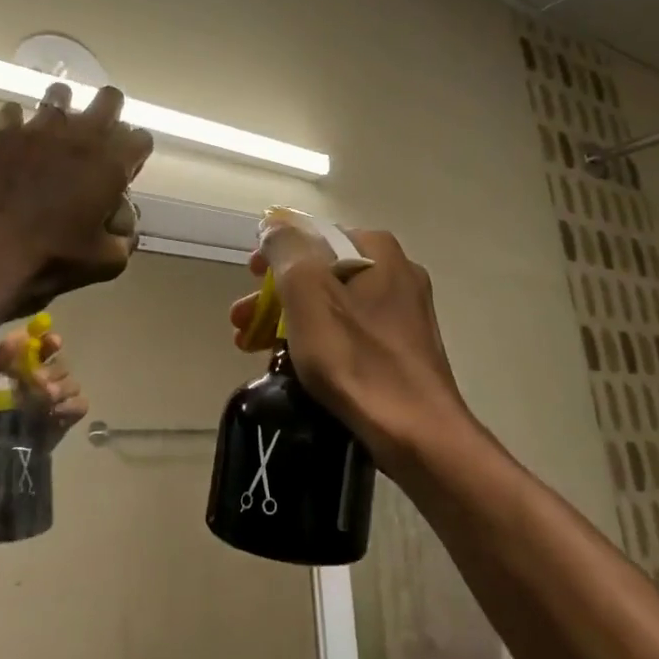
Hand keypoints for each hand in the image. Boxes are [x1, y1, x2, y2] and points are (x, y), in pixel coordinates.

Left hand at [0, 82, 152, 315]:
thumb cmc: (56, 257)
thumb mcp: (107, 260)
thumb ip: (124, 236)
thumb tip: (124, 221)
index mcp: (113, 164)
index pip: (141, 137)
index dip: (134, 152)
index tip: (122, 170)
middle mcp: (83, 135)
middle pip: (110, 98)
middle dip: (108, 113)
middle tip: (95, 139)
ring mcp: (41, 128)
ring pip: (60, 92)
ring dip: (62, 109)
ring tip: (53, 132)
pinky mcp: (4, 132)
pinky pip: (12, 110)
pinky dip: (15, 124)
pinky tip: (13, 142)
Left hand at [0, 326, 88, 465]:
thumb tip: (20, 336)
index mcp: (13, 372)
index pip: (40, 347)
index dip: (48, 342)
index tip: (52, 343)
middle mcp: (35, 384)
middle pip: (60, 364)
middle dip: (53, 370)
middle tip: (39, 383)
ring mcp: (51, 405)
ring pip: (72, 383)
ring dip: (62, 388)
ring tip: (47, 401)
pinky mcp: (62, 424)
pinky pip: (80, 405)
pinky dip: (73, 406)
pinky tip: (58, 413)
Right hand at [229, 211, 472, 473]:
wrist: (417, 433)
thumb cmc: (357, 358)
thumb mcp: (309, 294)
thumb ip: (286, 251)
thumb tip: (273, 224)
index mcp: (378, 251)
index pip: (315, 235)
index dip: (275, 253)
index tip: (248, 278)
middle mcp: (397, 273)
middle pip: (321, 272)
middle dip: (276, 295)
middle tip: (241, 320)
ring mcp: (404, 313)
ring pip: (333, 305)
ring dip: (290, 320)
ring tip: (253, 348)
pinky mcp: (403, 349)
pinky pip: (350, 333)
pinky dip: (318, 341)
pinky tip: (294, 366)